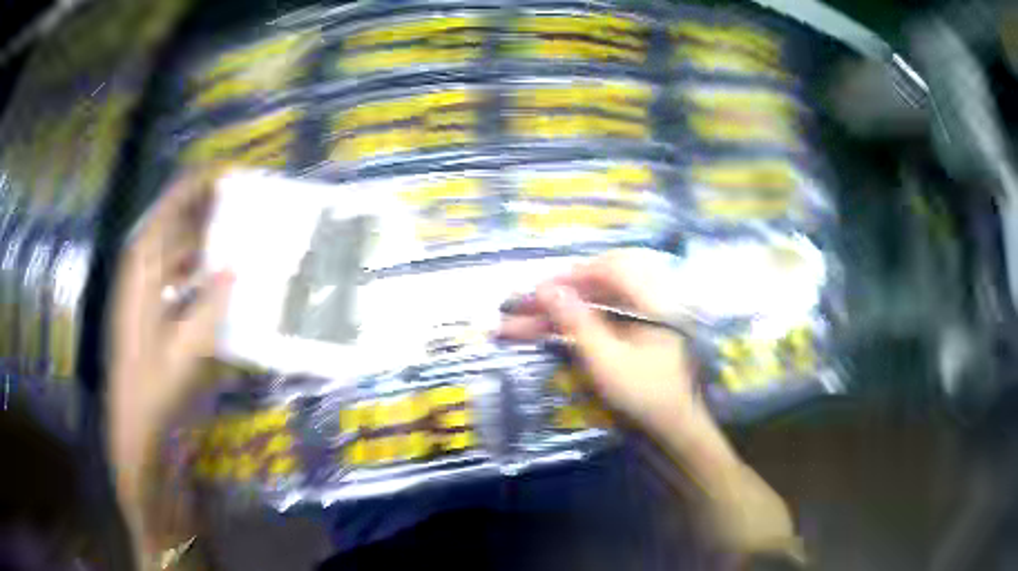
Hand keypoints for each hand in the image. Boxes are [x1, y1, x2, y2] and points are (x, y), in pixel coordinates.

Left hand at [108, 172, 231, 453]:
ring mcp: (142, 289)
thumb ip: (211, 305)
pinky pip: (173, 273)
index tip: (226, 171)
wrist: (135, 424)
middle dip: (202, 208)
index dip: (195, 186)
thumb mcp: (188, 348)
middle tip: (240, 200)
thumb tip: (234, 267)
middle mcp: (140, 270)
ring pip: (172, 248)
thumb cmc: (155, 386)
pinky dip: (193, 266)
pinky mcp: (148, 308)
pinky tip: (213, 274)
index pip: (168, 210)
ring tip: (233, 230)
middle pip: (171, 224)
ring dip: (200, 237)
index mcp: (142, 268)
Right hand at [500, 249, 796, 554]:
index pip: (611, 268)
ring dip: (557, 314)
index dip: (572, 274)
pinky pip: (598, 322)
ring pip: (592, 306)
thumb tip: (547, 288)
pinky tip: (544, 334)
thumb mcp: (607, 360)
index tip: (539, 290)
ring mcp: (640, 320)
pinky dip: (571, 327)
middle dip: (555, 296)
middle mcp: (647, 301)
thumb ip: (578, 321)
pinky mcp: (632, 336)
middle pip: (597, 285)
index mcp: (652, 299)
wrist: (673, 430)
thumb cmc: (644, 395)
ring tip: (516, 326)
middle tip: (521, 308)